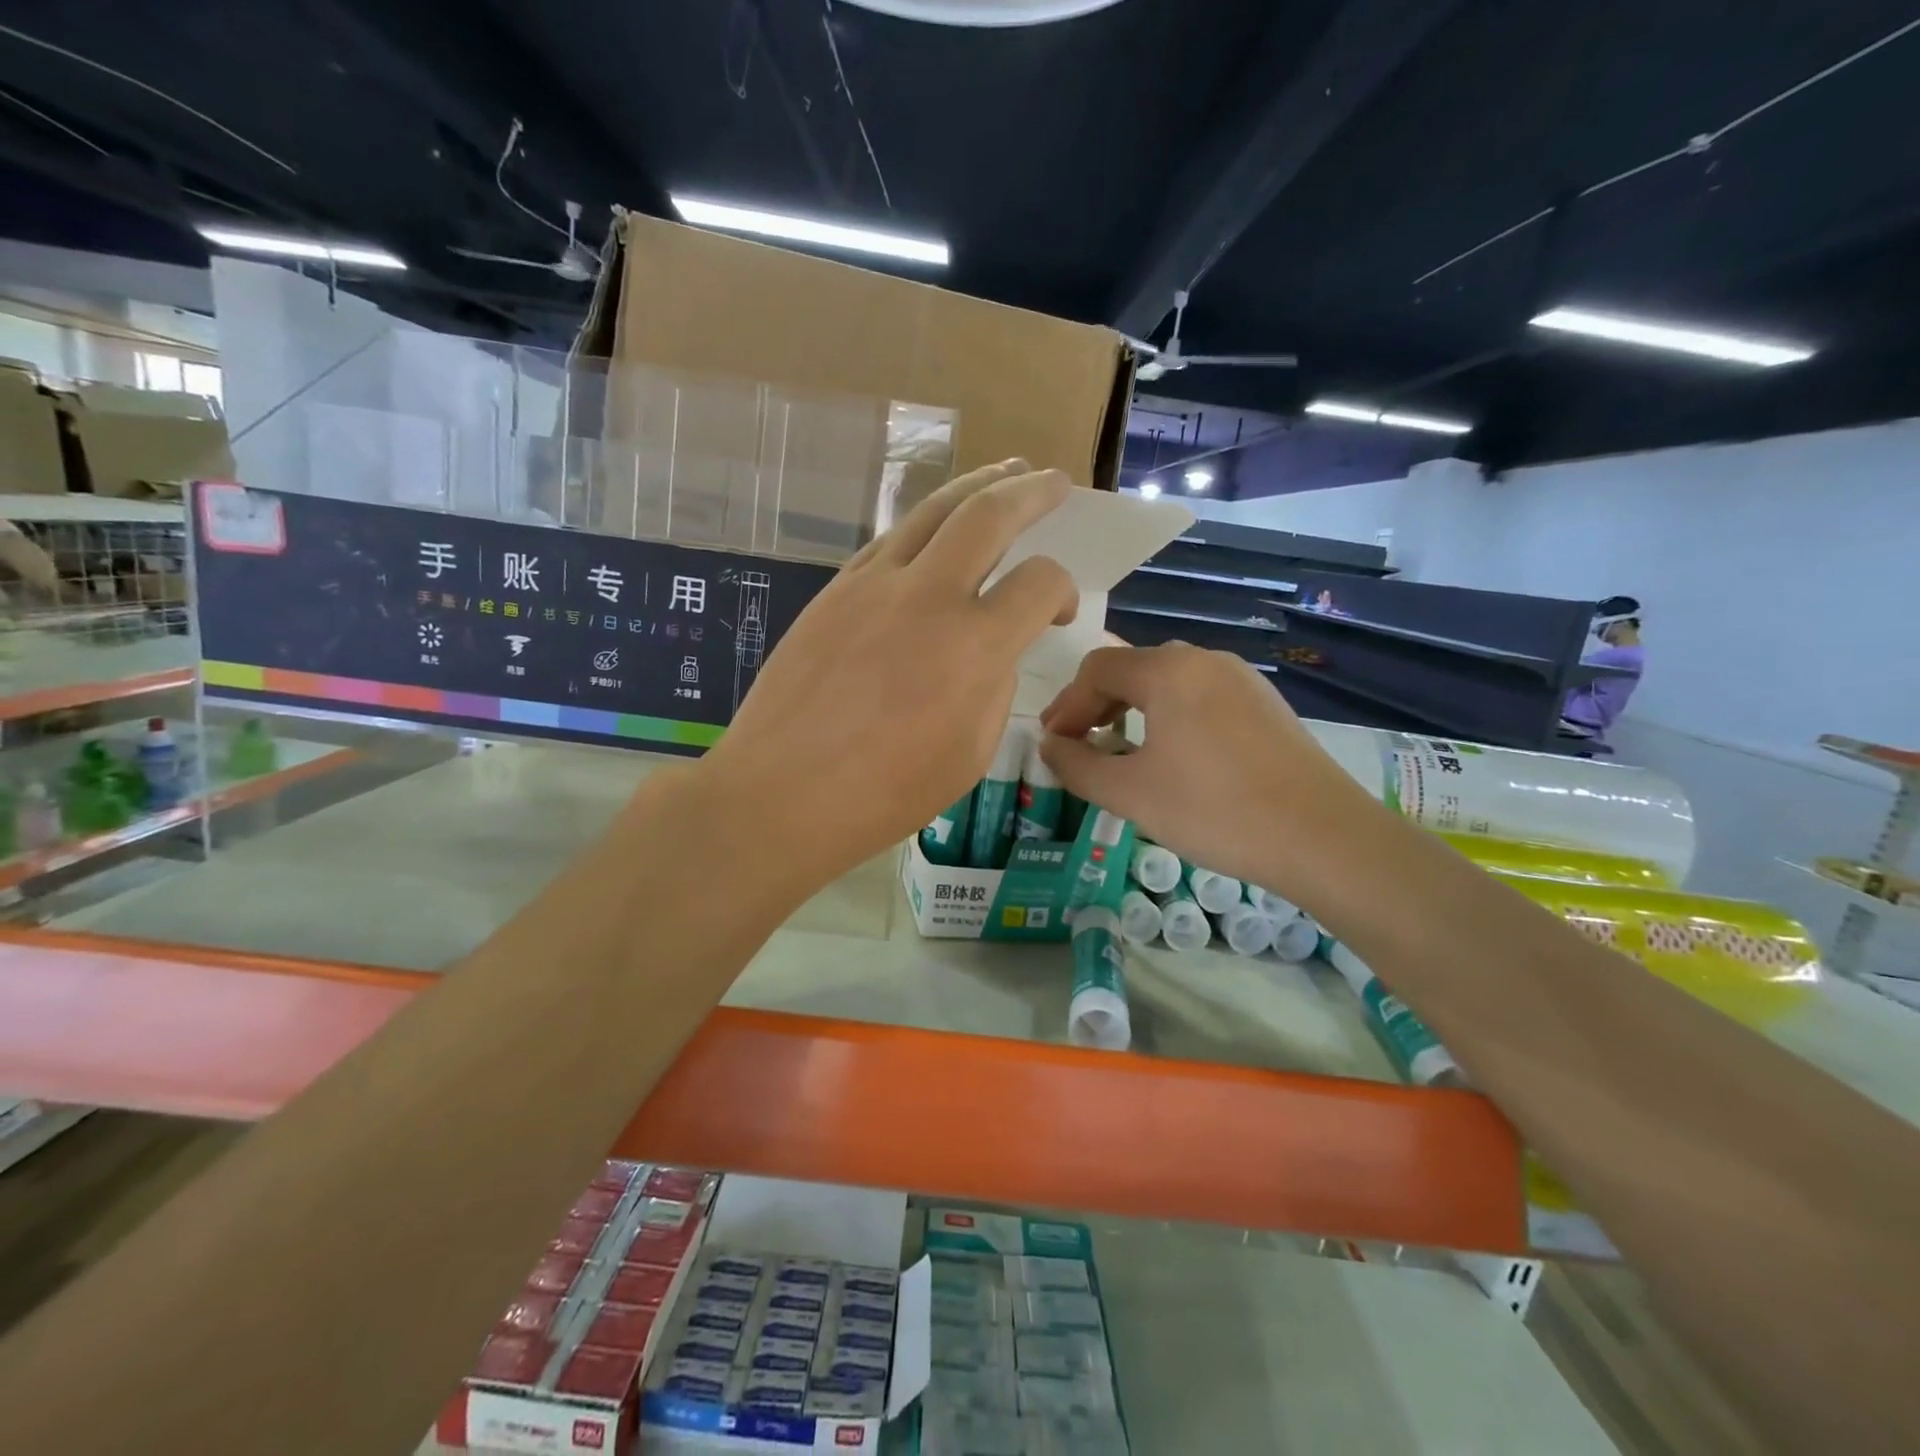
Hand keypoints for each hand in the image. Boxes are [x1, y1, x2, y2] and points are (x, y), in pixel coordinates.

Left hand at [701, 461, 1077, 882]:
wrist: (780, 794)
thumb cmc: (884, 794)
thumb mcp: (969, 755)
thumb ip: (994, 690)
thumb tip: (993, 652)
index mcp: (973, 647)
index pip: (1040, 582)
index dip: (1063, 589)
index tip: (1058, 612)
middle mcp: (926, 597)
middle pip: (988, 514)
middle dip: (1031, 491)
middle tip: (1054, 481)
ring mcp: (872, 585)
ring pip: (932, 510)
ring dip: (976, 486)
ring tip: (1004, 473)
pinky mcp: (835, 590)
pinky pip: (890, 539)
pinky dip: (924, 524)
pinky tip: (935, 530)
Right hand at [1038, 643, 1374, 893]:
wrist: (1322, 836)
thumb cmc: (1214, 810)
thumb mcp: (1130, 794)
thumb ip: (1077, 765)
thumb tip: (1049, 746)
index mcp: (1167, 670)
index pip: (1096, 669)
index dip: (1066, 705)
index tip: (1052, 743)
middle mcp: (1203, 659)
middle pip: (1132, 669)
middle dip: (1097, 705)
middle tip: (1079, 746)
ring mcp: (1240, 678)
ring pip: (1168, 682)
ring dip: (1133, 710)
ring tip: (1121, 752)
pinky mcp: (1265, 703)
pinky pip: (1200, 696)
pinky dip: (1170, 716)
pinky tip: (1173, 756)